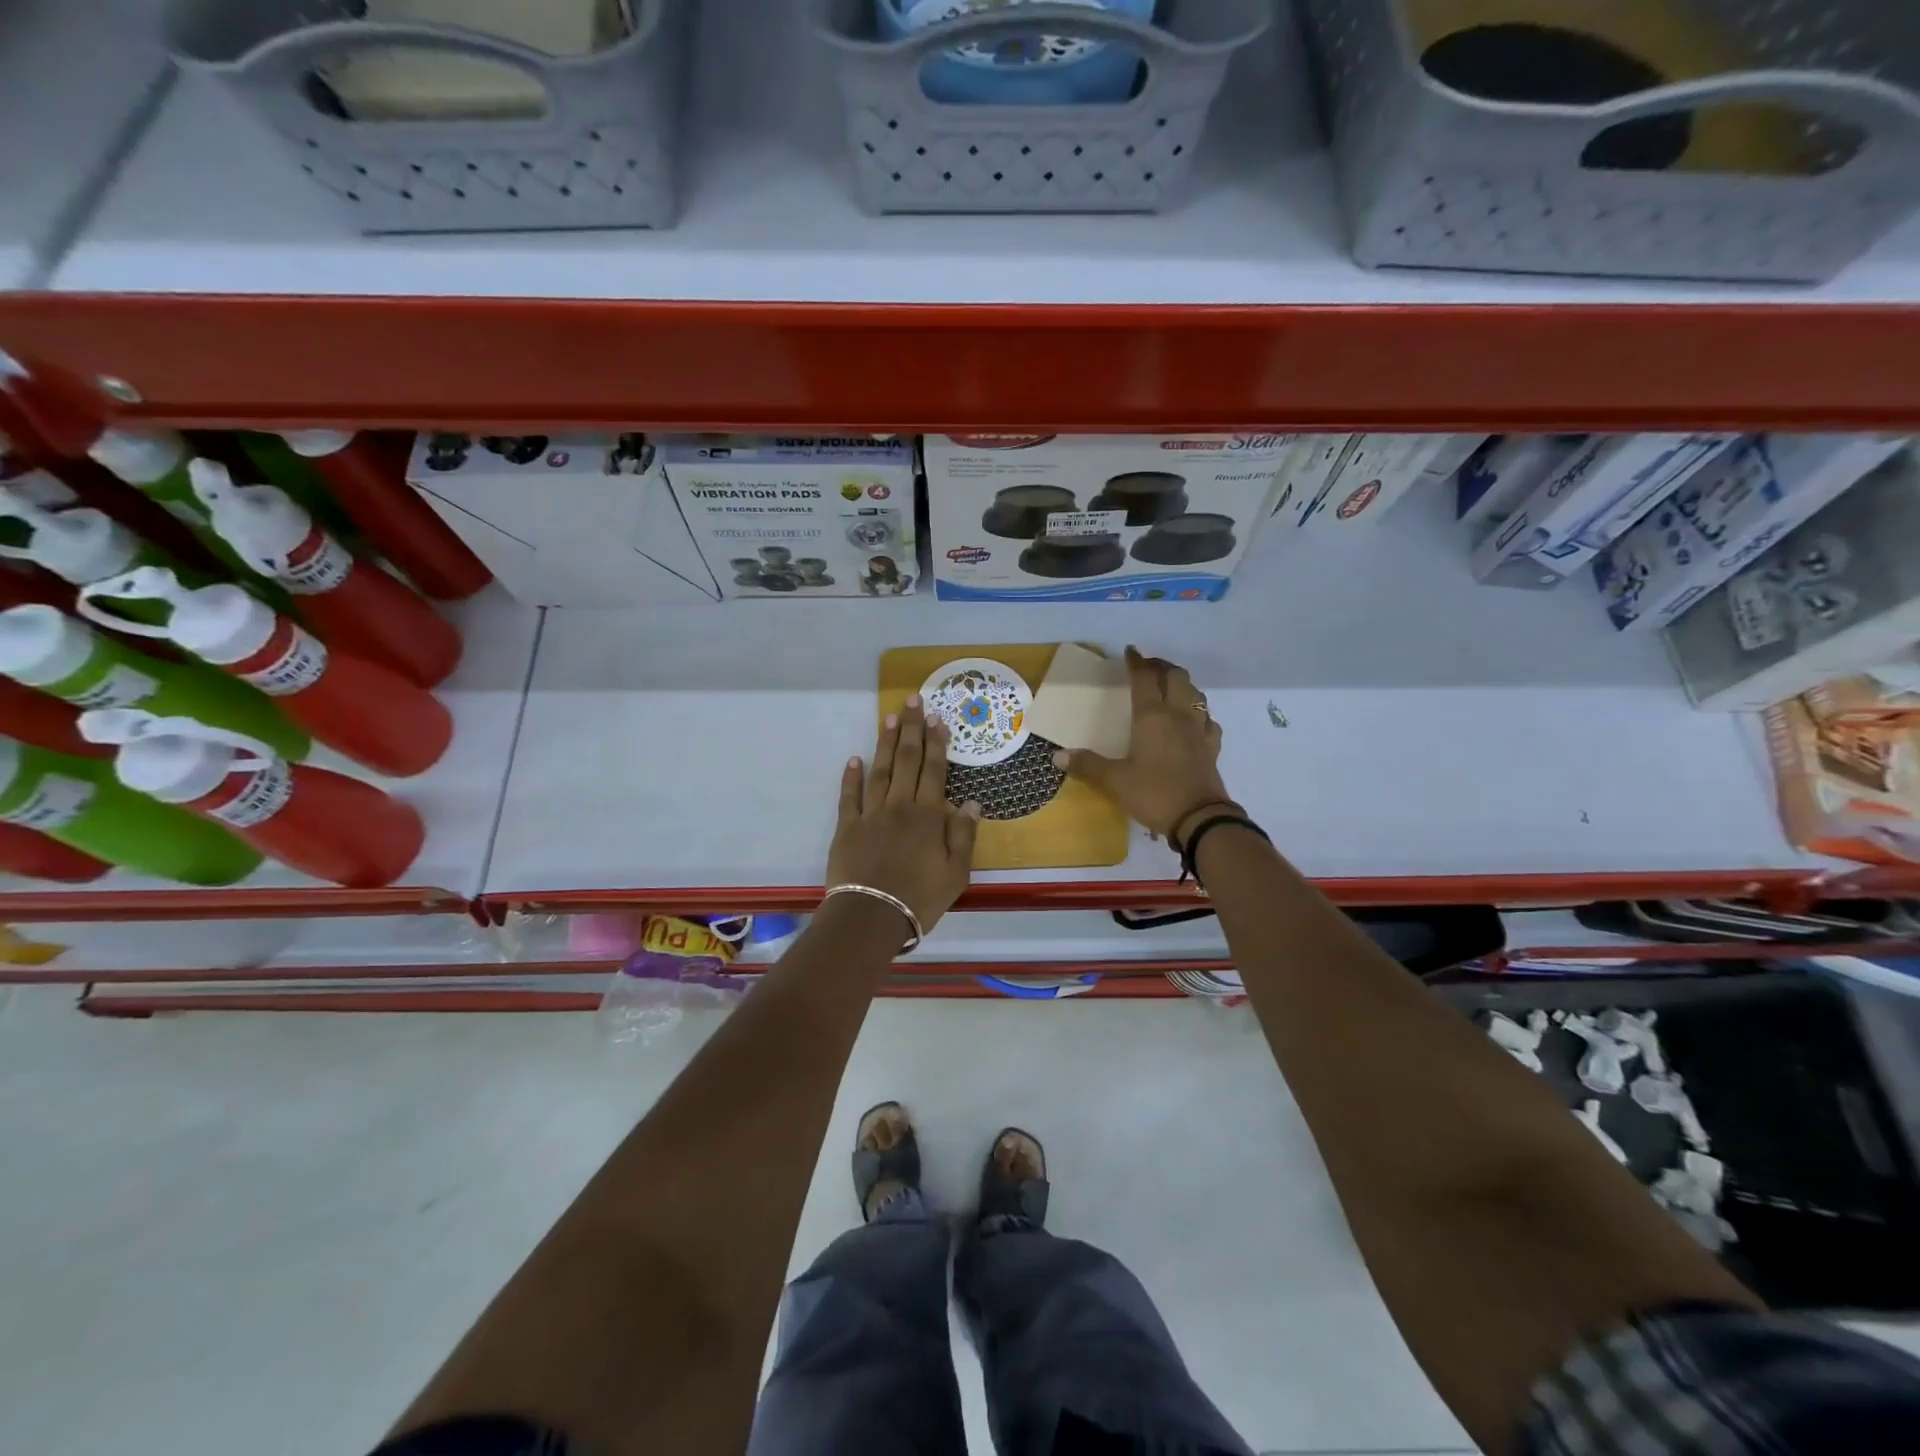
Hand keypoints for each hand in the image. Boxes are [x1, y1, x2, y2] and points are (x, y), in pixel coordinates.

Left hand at [828, 698, 980, 933]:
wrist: (872, 917)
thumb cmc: (920, 898)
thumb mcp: (956, 873)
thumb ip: (964, 835)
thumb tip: (972, 802)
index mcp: (928, 816)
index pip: (934, 771)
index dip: (936, 744)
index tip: (937, 719)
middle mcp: (900, 806)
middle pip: (906, 761)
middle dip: (911, 729)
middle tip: (913, 701)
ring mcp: (871, 815)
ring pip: (879, 771)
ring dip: (885, 743)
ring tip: (889, 717)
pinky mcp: (847, 828)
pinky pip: (849, 796)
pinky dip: (851, 776)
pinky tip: (854, 759)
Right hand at [1054, 647, 1234, 842]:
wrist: (1200, 819)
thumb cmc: (1154, 793)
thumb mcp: (1115, 781)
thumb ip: (1088, 765)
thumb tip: (1057, 756)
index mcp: (1152, 717)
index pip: (1145, 679)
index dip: (1137, 662)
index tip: (1130, 651)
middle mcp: (1178, 716)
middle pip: (1176, 677)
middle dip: (1162, 667)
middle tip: (1148, 667)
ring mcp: (1199, 730)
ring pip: (1196, 694)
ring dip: (1183, 684)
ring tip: (1170, 687)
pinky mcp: (1212, 747)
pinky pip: (1208, 720)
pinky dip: (1199, 712)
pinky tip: (1193, 721)